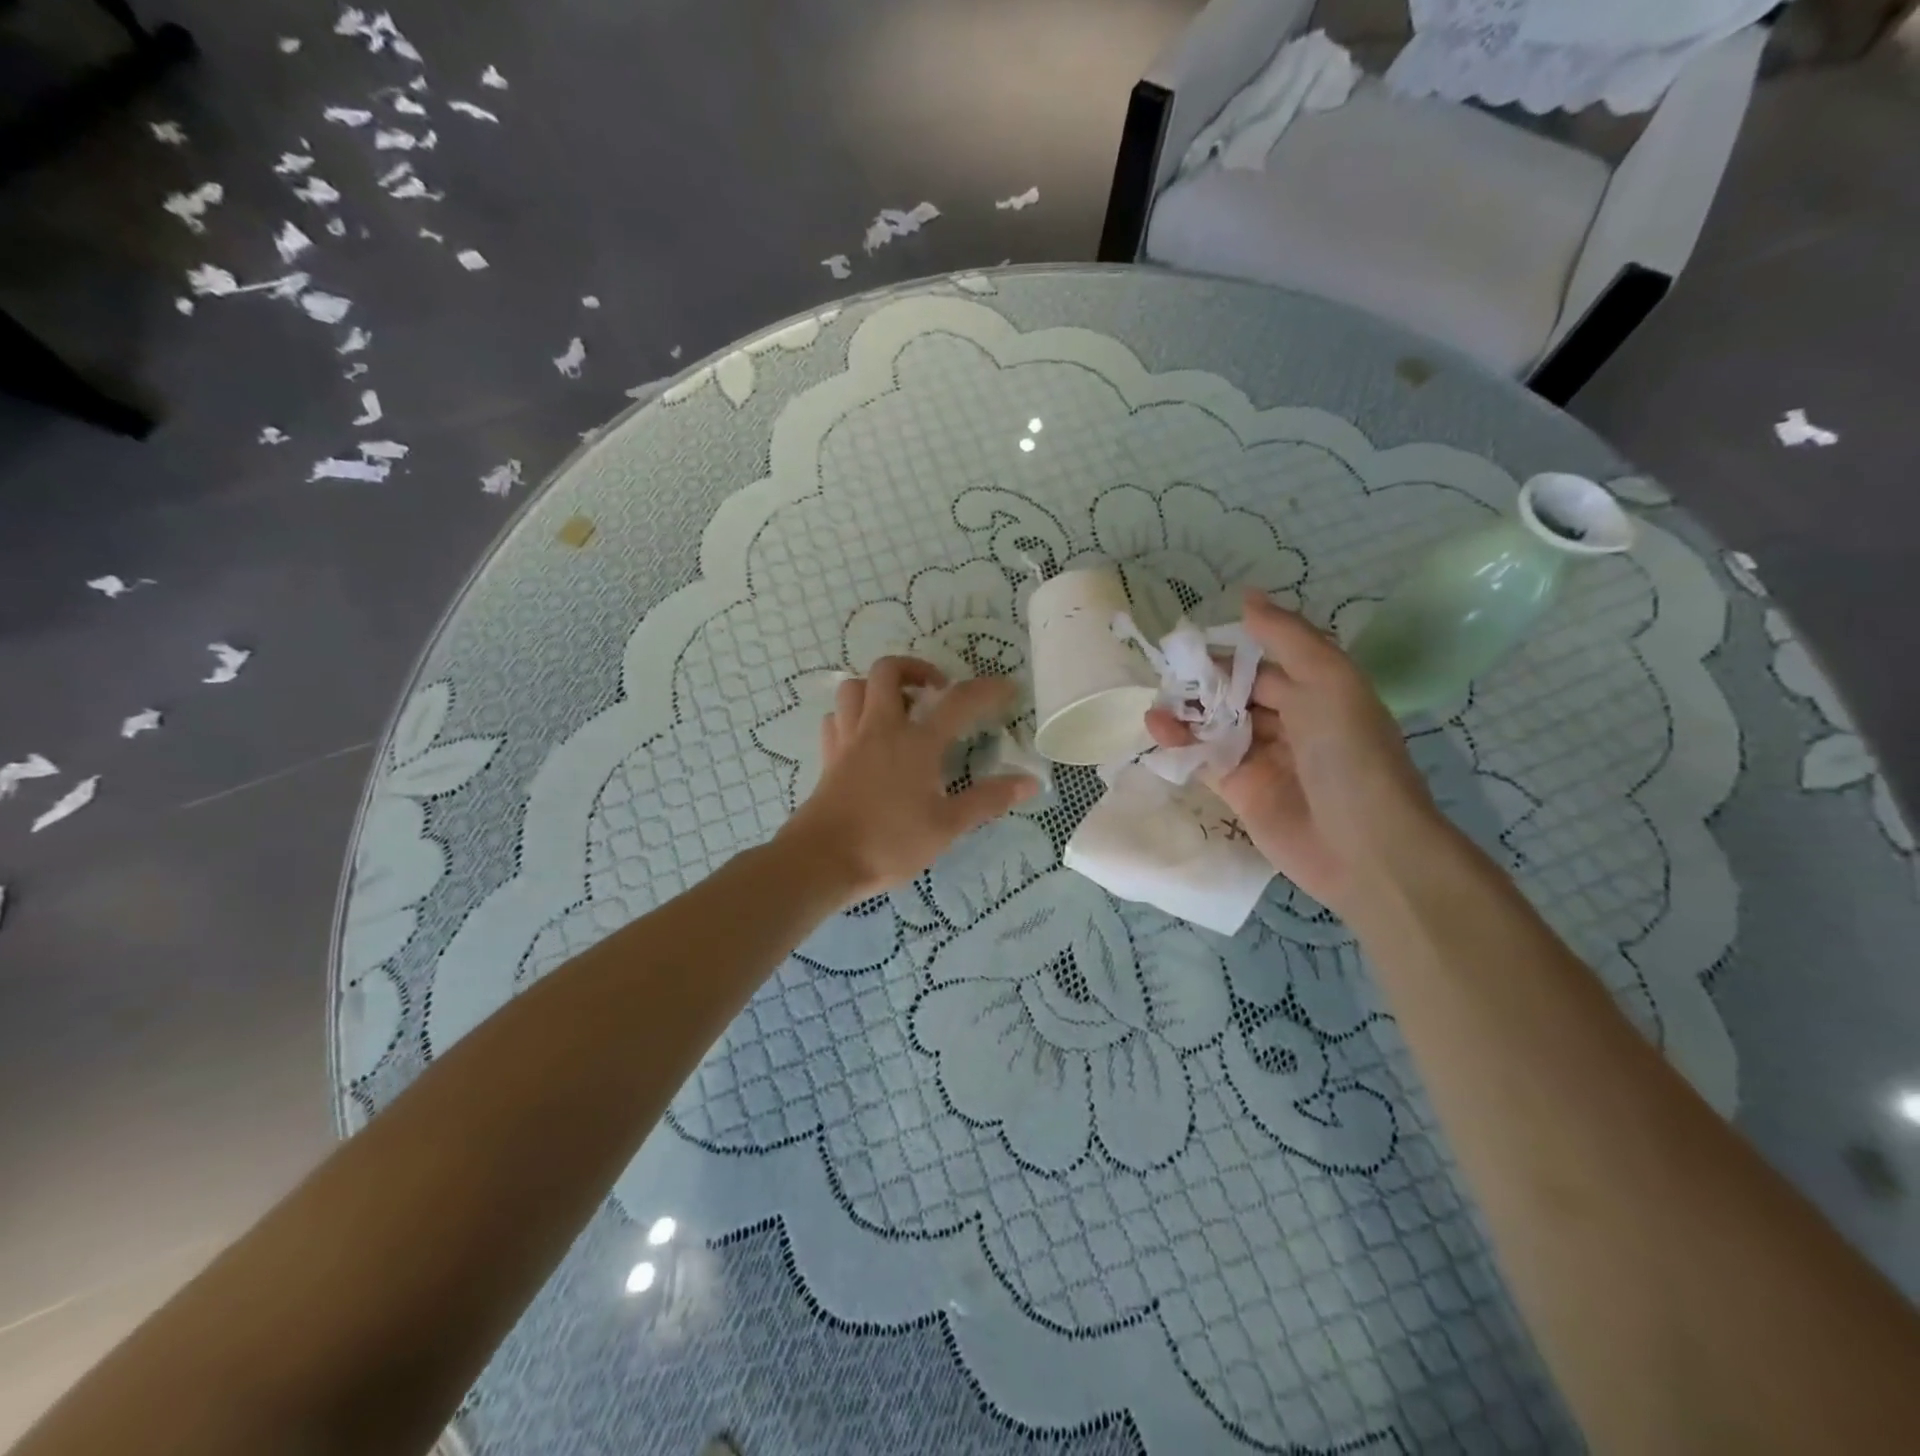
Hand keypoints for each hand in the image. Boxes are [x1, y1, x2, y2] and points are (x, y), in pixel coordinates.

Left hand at [781, 657, 1037, 904]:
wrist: (823, 860)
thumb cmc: (889, 842)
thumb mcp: (947, 826)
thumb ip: (988, 800)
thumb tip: (1030, 782)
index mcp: (916, 742)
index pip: (958, 702)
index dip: (987, 690)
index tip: (1007, 688)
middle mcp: (880, 728)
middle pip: (889, 671)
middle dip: (916, 668)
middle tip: (936, 690)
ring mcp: (849, 739)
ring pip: (855, 687)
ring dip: (877, 687)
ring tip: (899, 707)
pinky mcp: (828, 756)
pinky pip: (836, 717)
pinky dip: (852, 714)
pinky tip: (865, 734)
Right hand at [1146, 591, 1438, 915]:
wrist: (1364, 847)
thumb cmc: (1351, 756)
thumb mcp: (1329, 681)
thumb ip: (1286, 637)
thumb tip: (1246, 596)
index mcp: (1316, 692)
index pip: (1262, 666)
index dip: (1226, 656)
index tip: (1185, 646)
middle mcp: (1289, 722)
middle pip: (1234, 695)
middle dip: (1199, 686)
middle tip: (1164, 677)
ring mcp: (1262, 759)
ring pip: (1214, 727)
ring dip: (1184, 715)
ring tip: (1155, 711)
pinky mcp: (1240, 792)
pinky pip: (1204, 760)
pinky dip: (1181, 745)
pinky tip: (1158, 733)